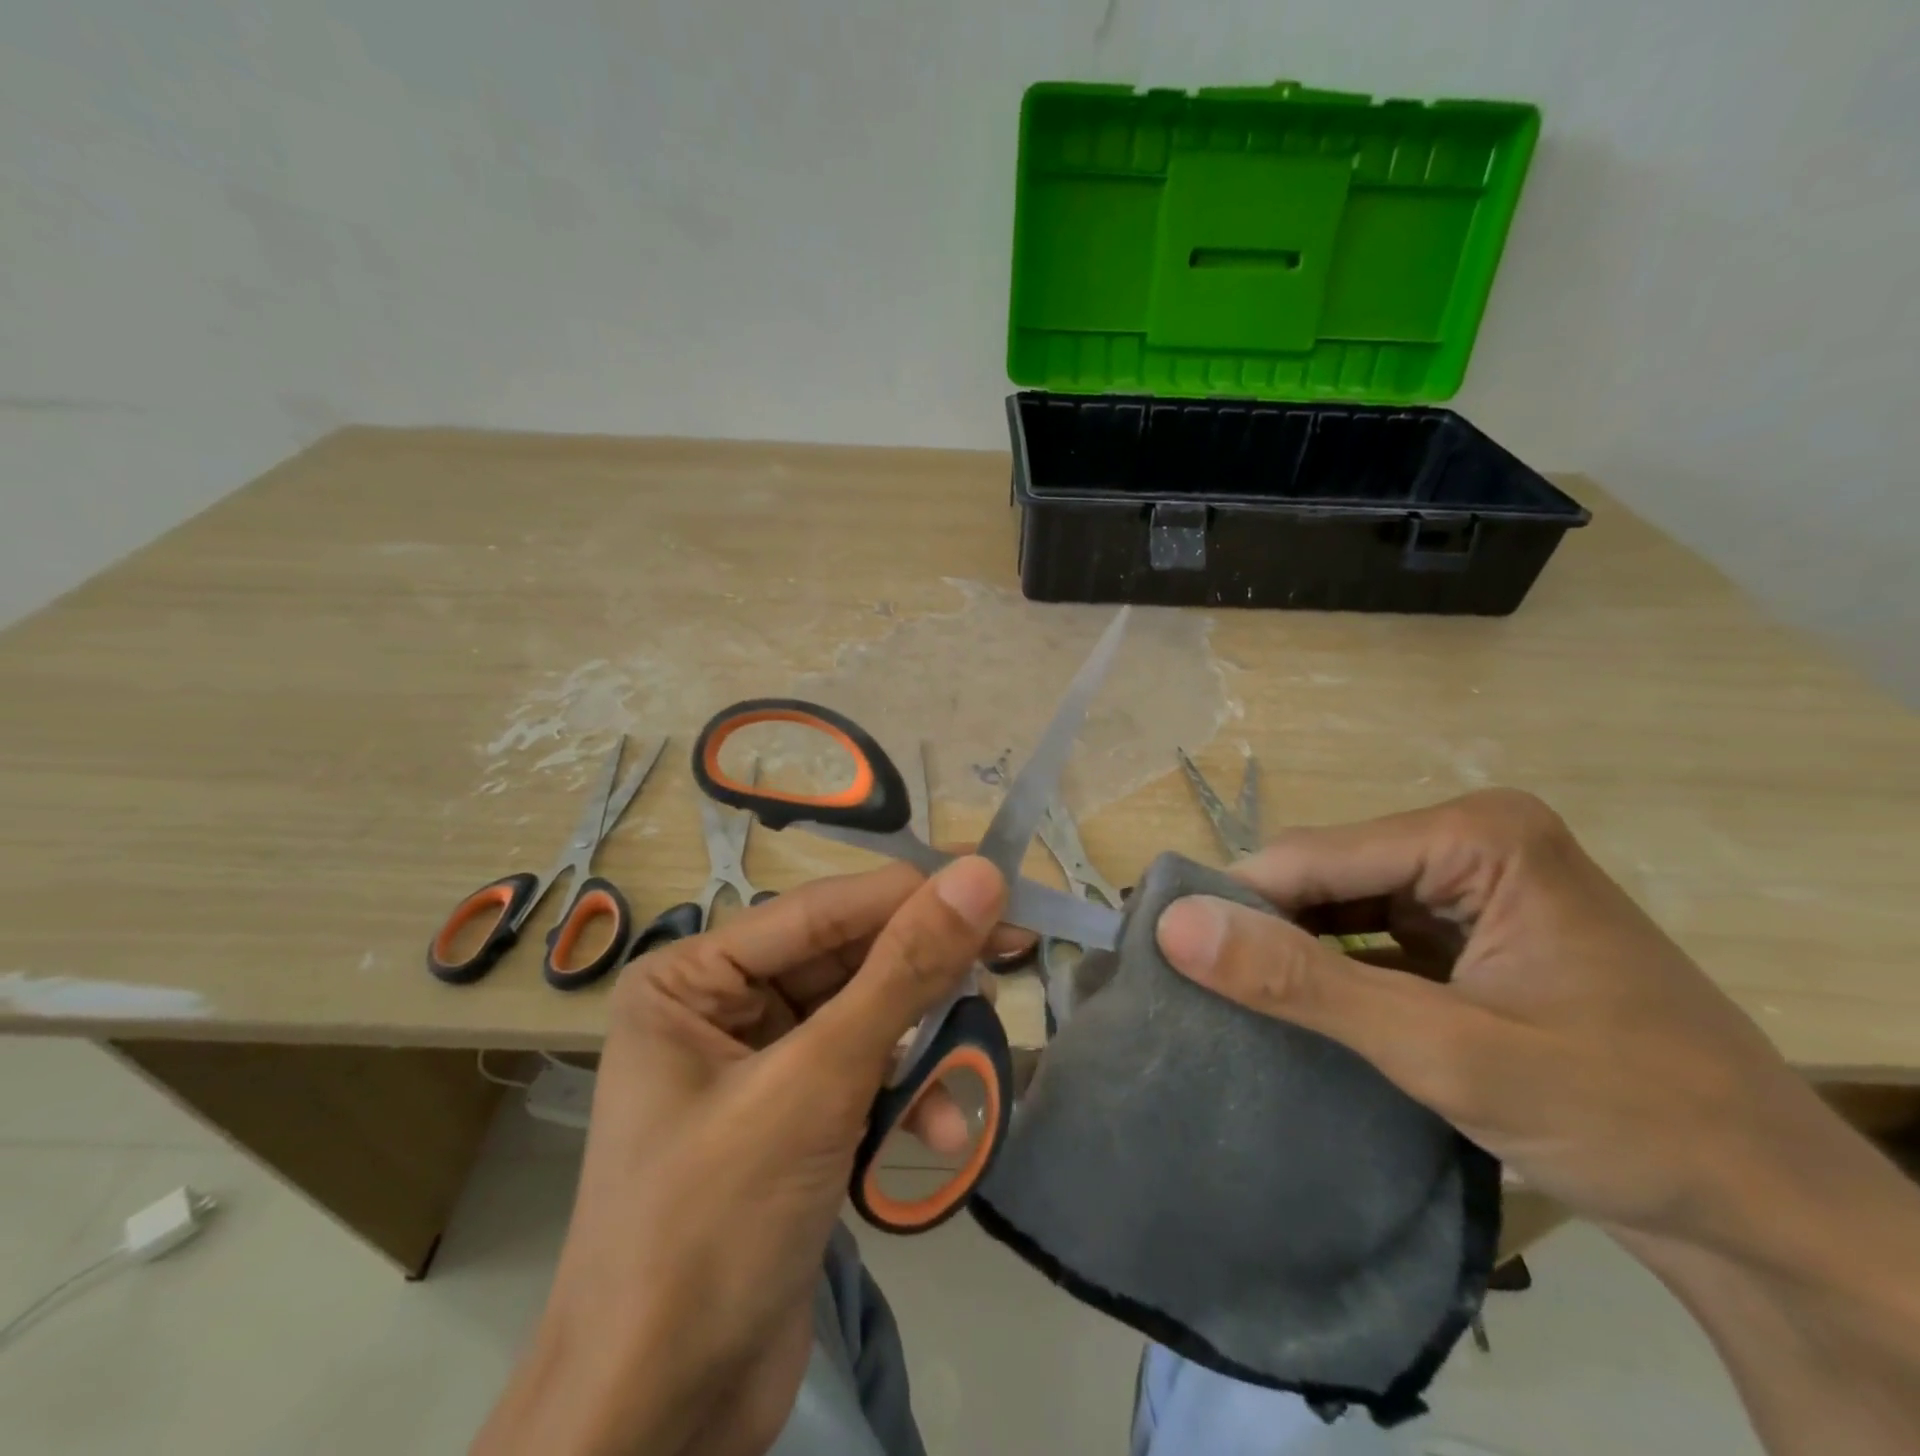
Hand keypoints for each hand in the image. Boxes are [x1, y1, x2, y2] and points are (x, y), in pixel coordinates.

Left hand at [474, 856, 1007, 1455]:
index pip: (823, 909)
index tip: (1000, 884)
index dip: (913, 893)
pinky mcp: (792, 1119)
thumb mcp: (817, 1082)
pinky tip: (938, 1131)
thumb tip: (978, 875)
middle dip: (924, 972)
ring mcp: (758, 1065)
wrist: (659, 1423)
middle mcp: (721, 1006)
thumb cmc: (716, 1226)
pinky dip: (904, 1096)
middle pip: (846, 961)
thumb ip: (903, 973)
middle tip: (1014, 952)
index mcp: (693, 977)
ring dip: (922, 1043)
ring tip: (978, 1062)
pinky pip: (862, 1075)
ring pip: (864, 1019)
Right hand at [1151, 789, 1853, 1260]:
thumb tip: (1173, 926)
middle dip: (1264, 930)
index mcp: (1477, 835)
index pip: (1312, 856)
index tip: (1164, 953)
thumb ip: (1302, 984)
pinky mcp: (1474, 933)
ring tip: (1225, 996)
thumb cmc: (1625, 1117)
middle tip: (1190, 985)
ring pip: (1342, 906)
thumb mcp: (1443, 1050)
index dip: (1234, 904)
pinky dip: (1331, 970)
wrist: (1773, 1219)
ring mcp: (1476, 887)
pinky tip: (1294, 1005)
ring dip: (1292, 952)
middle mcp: (1472, 841)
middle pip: (1327, 876)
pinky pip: (1373, 936)